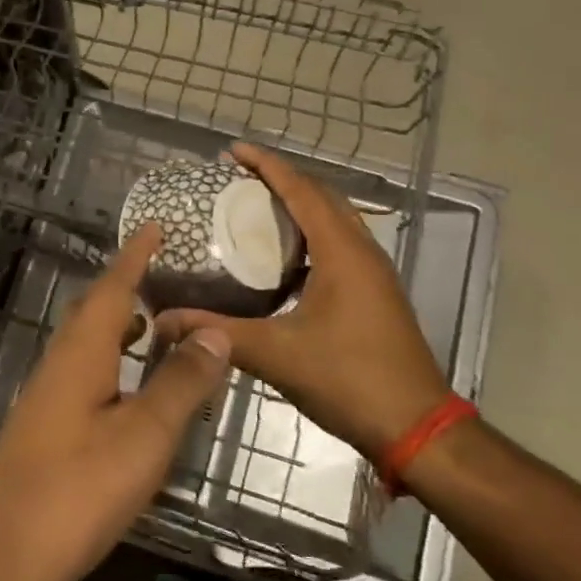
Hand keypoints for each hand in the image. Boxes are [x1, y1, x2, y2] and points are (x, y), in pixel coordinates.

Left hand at [0, 224, 231, 580]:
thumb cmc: (77, 492)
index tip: (153, 226)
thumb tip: (215, 329)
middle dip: (127, 286)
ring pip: (88, 344)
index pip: (111, 289)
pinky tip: (128, 386)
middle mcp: (59, 365)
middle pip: (95, 312)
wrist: (2, 560)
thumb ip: (180, 383)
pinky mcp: (46, 429)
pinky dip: (112, 362)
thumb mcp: (143, 438)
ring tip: (154, 321)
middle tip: (163, 271)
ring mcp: (47, 398)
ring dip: (119, 325)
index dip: (134, 256)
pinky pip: (85, 373)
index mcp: (80, 354)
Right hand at [154, 144, 447, 455]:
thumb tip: (163, 320)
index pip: (302, 190)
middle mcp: (362, 252)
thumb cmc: (350, 380)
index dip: (267, 165)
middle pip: (321, 197)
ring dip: (297, 207)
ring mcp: (373, 274)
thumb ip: (218, 333)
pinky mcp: (374, 295)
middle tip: (237, 179)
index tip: (233, 151)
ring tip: (254, 210)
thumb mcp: (276, 354)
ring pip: (333, 221)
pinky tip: (280, 261)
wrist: (417, 429)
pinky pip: (338, 246)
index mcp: (342, 253)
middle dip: (281, 180)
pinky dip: (308, 237)